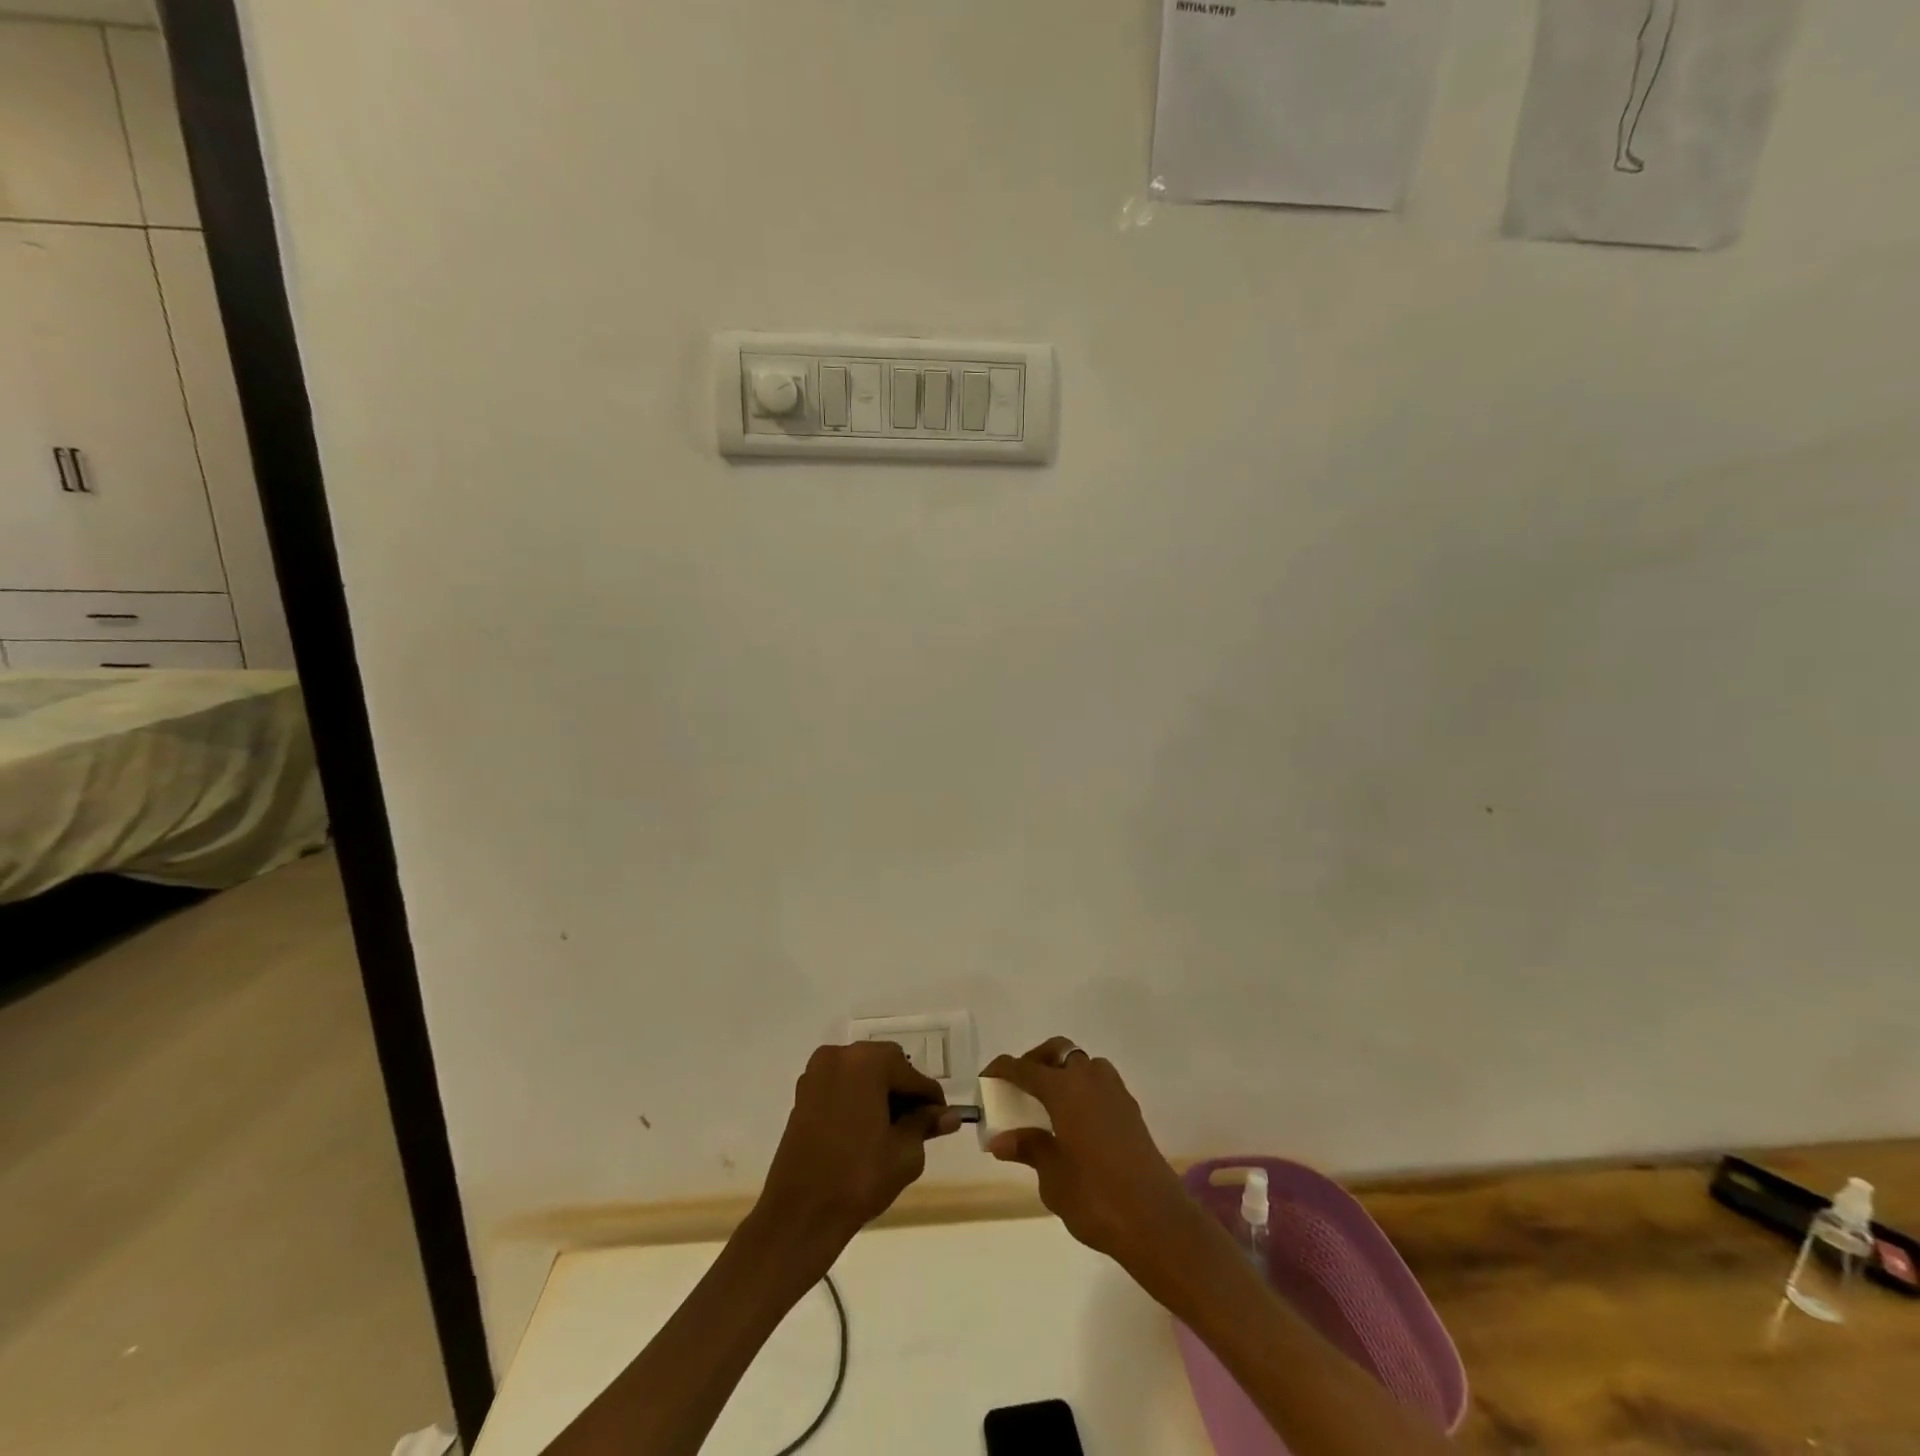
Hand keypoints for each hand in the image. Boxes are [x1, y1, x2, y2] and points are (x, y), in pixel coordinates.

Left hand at [755, 1042, 961, 1258]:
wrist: (800, 1214)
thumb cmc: (858, 1178)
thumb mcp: (904, 1152)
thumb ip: (926, 1125)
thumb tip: (950, 1116)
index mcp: (867, 1062)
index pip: (912, 1075)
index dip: (931, 1099)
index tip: (942, 1120)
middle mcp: (839, 1056)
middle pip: (886, 1066)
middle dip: (904, 1092)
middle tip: (918, 1126)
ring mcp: (817, 1073)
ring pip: (862, 1075)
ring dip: (880, 1094)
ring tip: (893, 1130)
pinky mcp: (803, 1094)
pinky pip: (841, 1086)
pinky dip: (857, 1100)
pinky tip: (867, 1130)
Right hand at [981, 1038, 1201, 1274]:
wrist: (1156, 1221)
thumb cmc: (1096, 1198)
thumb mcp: (1052, 1178)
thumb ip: (1029, 1149)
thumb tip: (1001, 1139)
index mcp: (1064, 1089)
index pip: (1024, 1068)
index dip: (1002, 1069)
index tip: (986, 1078)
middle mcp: (1090, 1078)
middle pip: (1058, 1052)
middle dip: (1036, 1061)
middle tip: (1020, 1086)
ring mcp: (1115, 1091)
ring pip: (1083, 1063)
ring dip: (1063, 1071)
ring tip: (1048, 1102)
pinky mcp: (1131, 1109)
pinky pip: (1100, 1083)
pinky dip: (1082, 1088)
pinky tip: (1075, 1120)